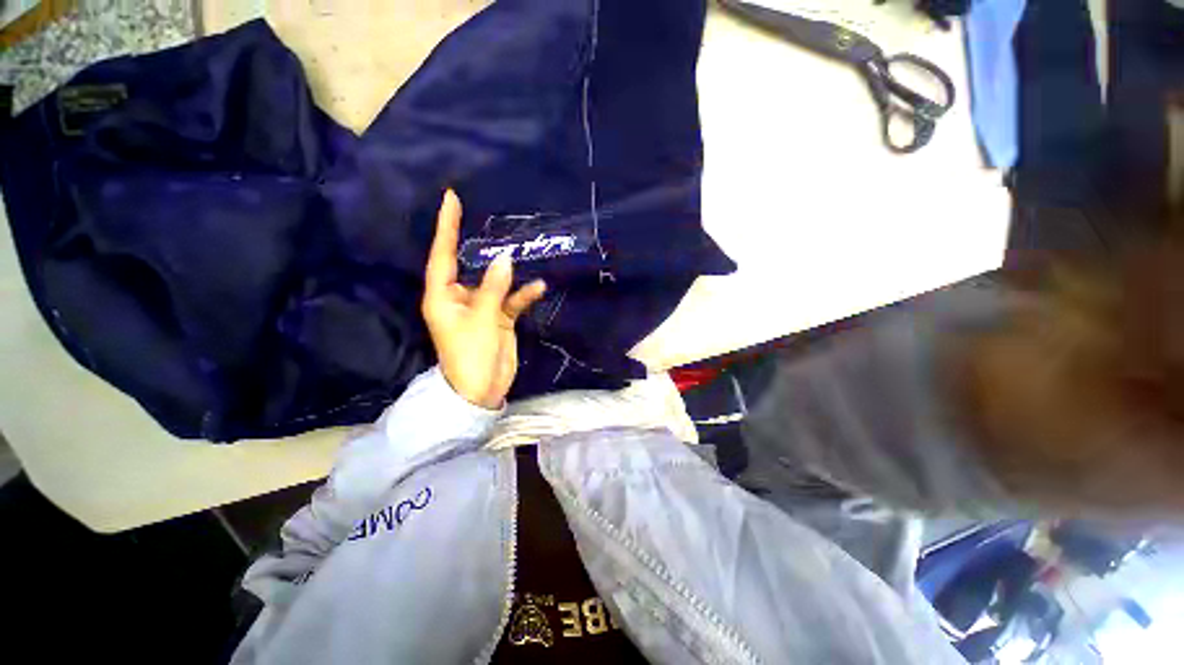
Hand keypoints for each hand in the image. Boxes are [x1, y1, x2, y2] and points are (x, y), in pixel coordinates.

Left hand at [422, 190, 546, 408]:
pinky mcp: (499, 318)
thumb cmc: (471, 355)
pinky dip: (523, 295)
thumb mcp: (482, 320)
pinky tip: (538, 288)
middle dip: (483, 248)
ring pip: (496, 282)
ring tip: (524, 253)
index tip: (451, 198)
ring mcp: (482, 308)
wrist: (482, 390)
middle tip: (496, 222)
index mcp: (443, 296)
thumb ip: (494, 288)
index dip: (447, 227)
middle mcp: (460, 298)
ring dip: (509, 273)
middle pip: (471, 266)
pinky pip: (511, 300)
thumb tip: (505, 258)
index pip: (442, 255)